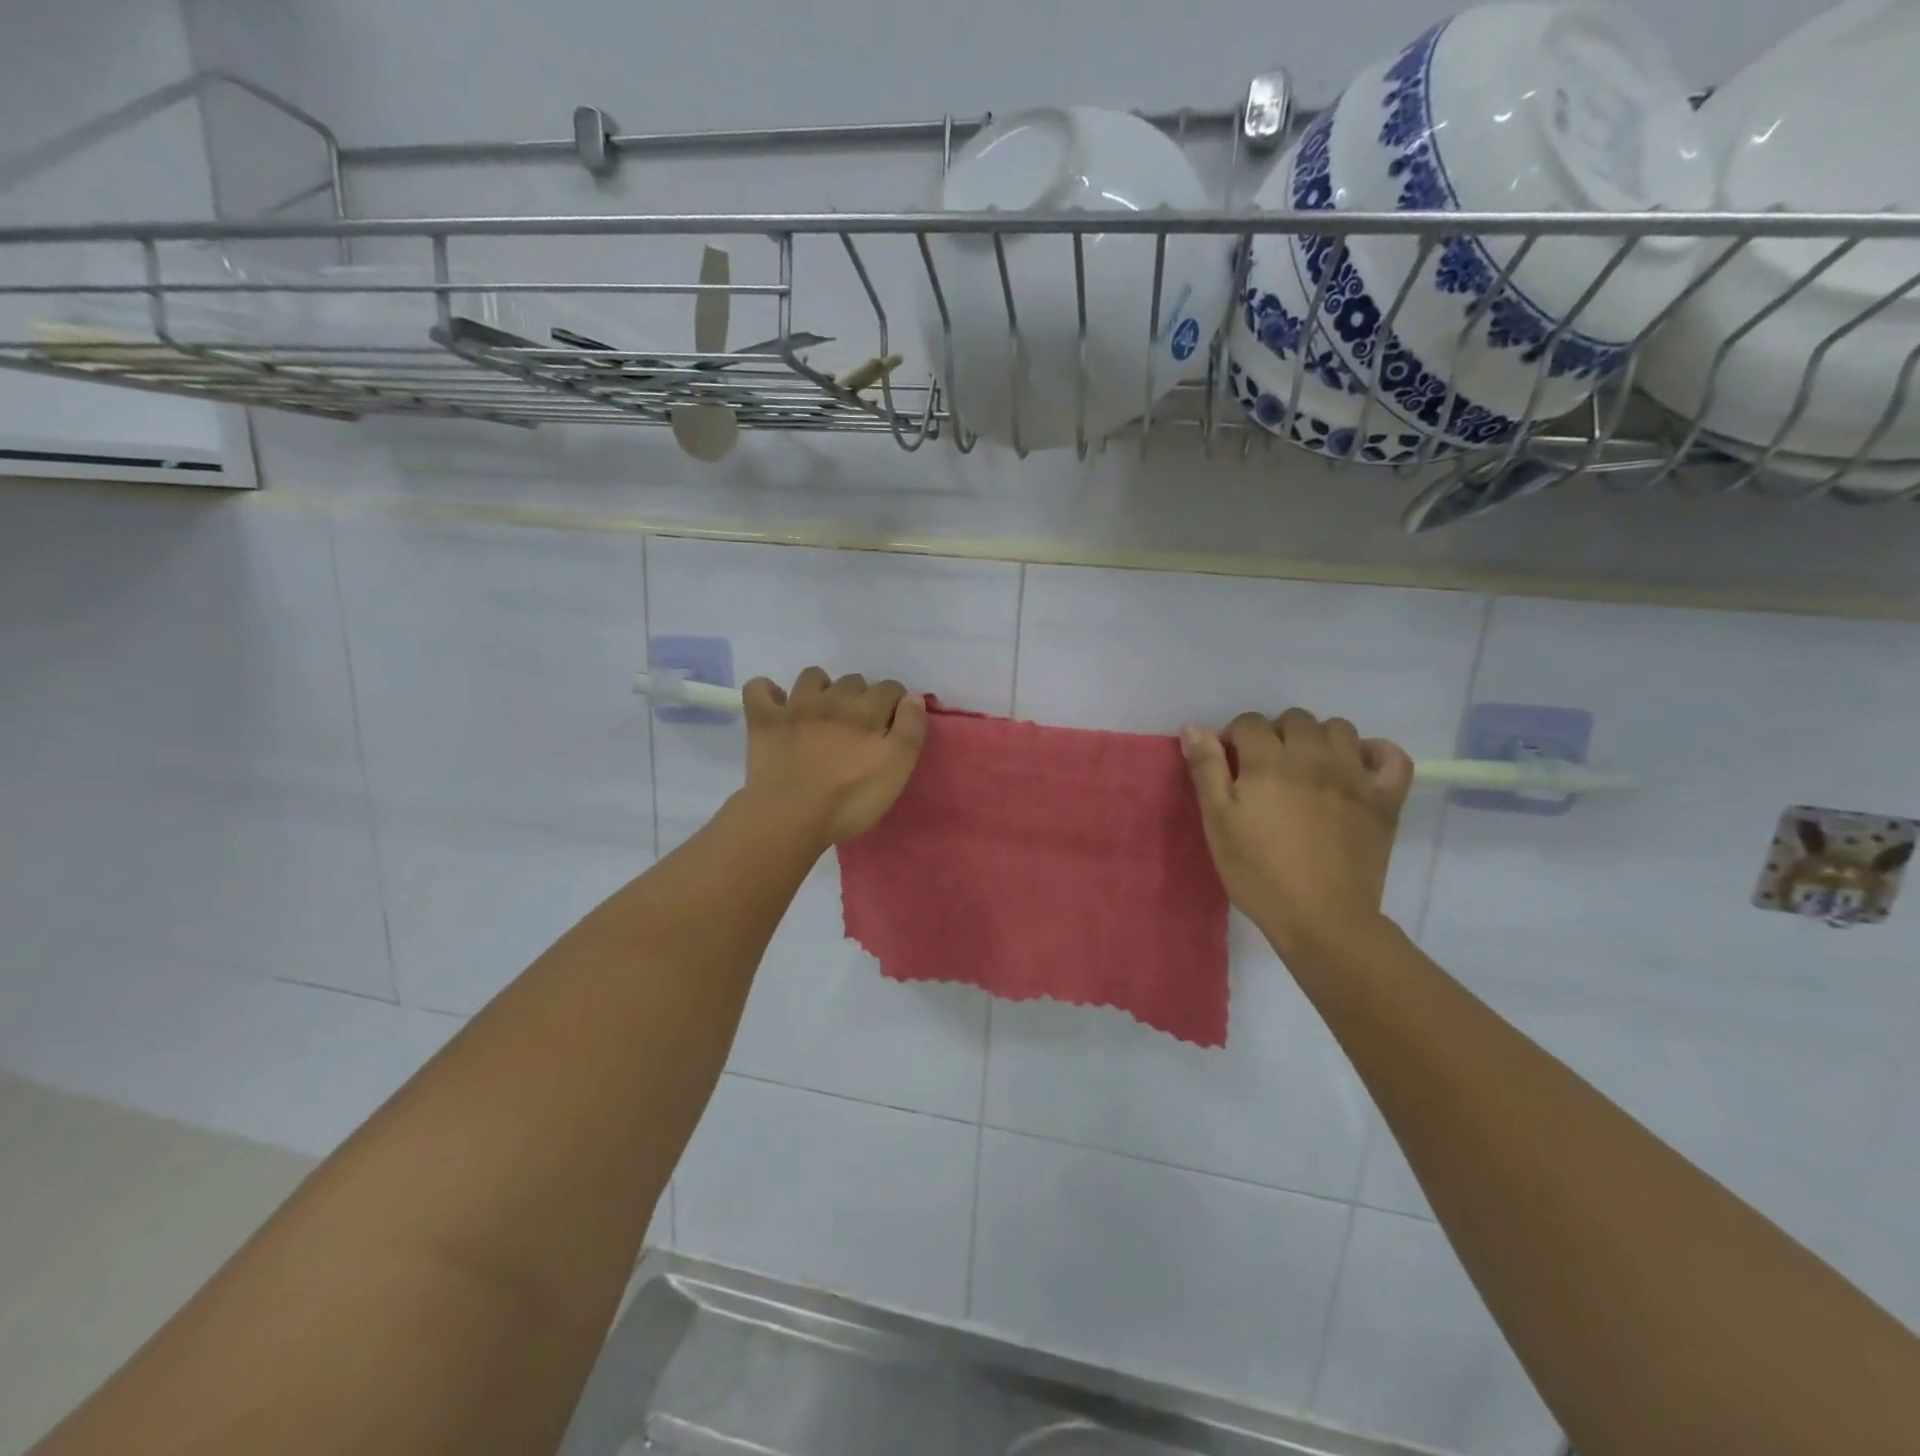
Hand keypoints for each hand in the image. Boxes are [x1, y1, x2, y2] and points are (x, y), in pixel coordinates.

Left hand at [740, 667, 929, 846]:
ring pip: (811, 677)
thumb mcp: (897, 770)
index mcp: (866, 711)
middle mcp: (832, 699)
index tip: (895, 721)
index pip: (890, 688)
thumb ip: (910, 730)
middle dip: (861, 695)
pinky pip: (759, 689)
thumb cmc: (850, 800)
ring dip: (821, 688)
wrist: (791, 816)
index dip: (896, 701)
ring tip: (822, 712)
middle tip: (859, 725)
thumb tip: (913, 699)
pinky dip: (767, 692)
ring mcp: (795, 707)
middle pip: (853, 681)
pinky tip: (775, 704)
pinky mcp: (764, 721)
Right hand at [1181, 708, 1412, 957]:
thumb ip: (1207, 770)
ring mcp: (1354, 774)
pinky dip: (1375, 754)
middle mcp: (1313, 756)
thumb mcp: (1218, 823)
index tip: (1231, 766)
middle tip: (1268, 770)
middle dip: (1277, 734)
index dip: (1235, 738)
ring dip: (1319, 739)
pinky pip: (1392, 756)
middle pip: (1295, 719)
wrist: (1322, 917)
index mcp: (1268, 761)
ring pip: (1339, 728)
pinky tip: (1358, 769)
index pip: (1249, 722)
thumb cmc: (1259, 872)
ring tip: (1308, 770)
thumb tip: (1193, 726)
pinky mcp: (1385, 798)